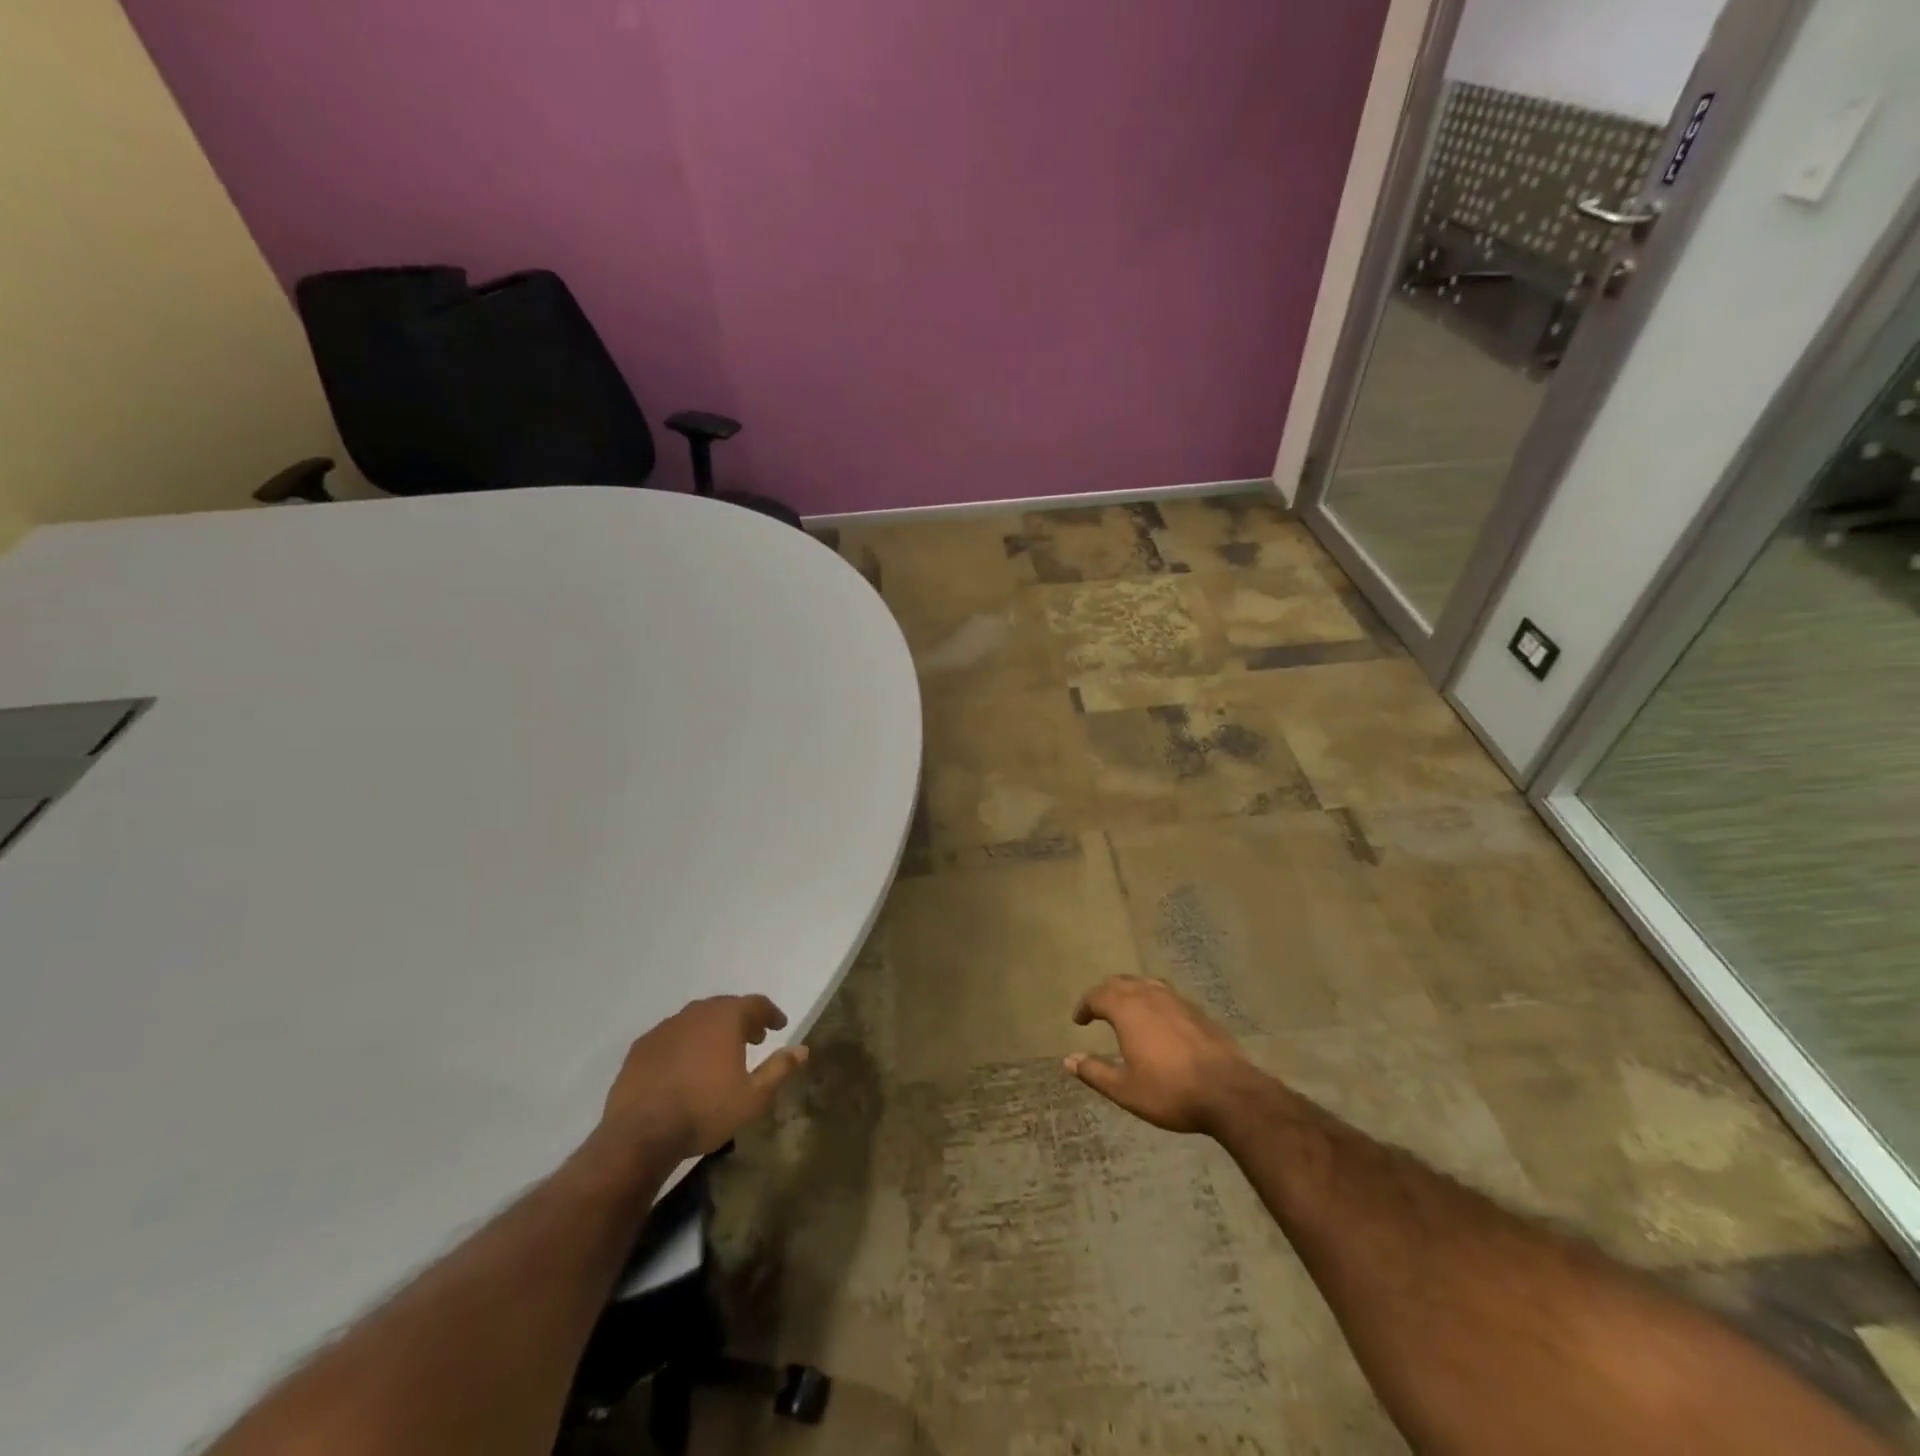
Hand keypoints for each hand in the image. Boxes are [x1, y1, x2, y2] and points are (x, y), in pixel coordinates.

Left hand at [595, 995, 809, 1165]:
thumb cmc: (705, 1111)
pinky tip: (686, 1065)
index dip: (771, 1013)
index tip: (779, 1026)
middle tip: (754, 1037)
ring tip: (720, 1052)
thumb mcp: (753, 1097)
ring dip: (713, 1029)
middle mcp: (696, 1013)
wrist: (639, 1134)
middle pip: (725, 1007)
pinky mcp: (641, 1047)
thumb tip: (802, 1049)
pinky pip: (672, 1036)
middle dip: (743, 1019)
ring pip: (697, 1019)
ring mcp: (665, 1028)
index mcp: (726, 1018)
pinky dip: (686, 1043)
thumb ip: (779, 1069)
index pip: (756, 1003)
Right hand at [1065, 976, 1261, 1135]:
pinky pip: (1167, 995)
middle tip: (1098, 1010)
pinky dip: (1153, 1000)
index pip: (1098, 996)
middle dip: (1105, 994)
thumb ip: (1095, 1072)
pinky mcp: (1198, 1011)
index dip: (1085, 1006)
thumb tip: (1069, 1060)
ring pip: (1146, 984)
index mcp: (1128, 1010)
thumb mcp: (1125, 1090)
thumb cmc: (1171, 1091)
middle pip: (1121, 983)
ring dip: (1130, 992)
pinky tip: (1159, 1020)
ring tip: (1126, 1009)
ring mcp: (1177, 1001)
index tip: (1079, 1020)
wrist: (1229, 1093)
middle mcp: (1150, 996)